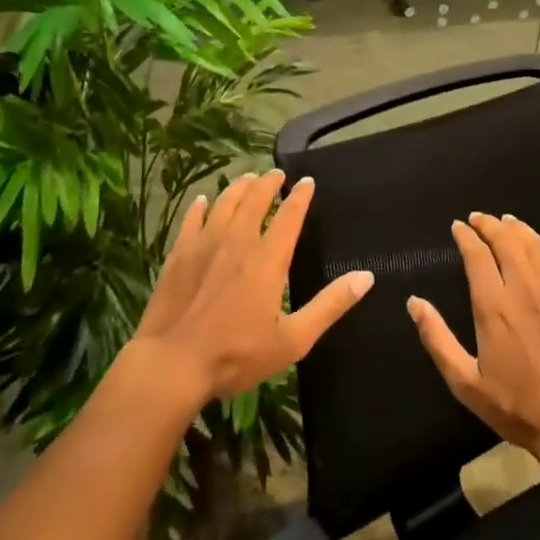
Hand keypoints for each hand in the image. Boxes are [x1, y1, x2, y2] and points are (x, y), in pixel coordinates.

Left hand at [133, 170, 372, 406]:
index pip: (289, 216)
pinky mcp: (179, 255)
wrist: (173, 364)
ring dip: (238, 188)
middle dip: (268, 183)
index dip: (300, 196)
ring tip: (247, 179)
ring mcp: (204, 245)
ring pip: (224, 203)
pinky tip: (203, 201)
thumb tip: (366, 277)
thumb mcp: (293, 340)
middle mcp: (238, 242)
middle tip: (276, 174)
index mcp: (268, 260)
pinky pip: (192, 220)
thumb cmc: (237, 355)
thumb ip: (330, 306)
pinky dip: (201, 207)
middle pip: (255, 200)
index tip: (307, 181)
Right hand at [407, 213, 539, 479]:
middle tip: (479, 218)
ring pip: (535, 244)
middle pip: (506, 241)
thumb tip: (414, 303)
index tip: (458, 226)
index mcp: (493, 306)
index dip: (466, 236)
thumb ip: (437, 339)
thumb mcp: (466, 382)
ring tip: (507, 221)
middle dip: (489, 224)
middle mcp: (524, 288)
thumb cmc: (517, 405)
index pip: (477, 255)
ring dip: (518, 228)